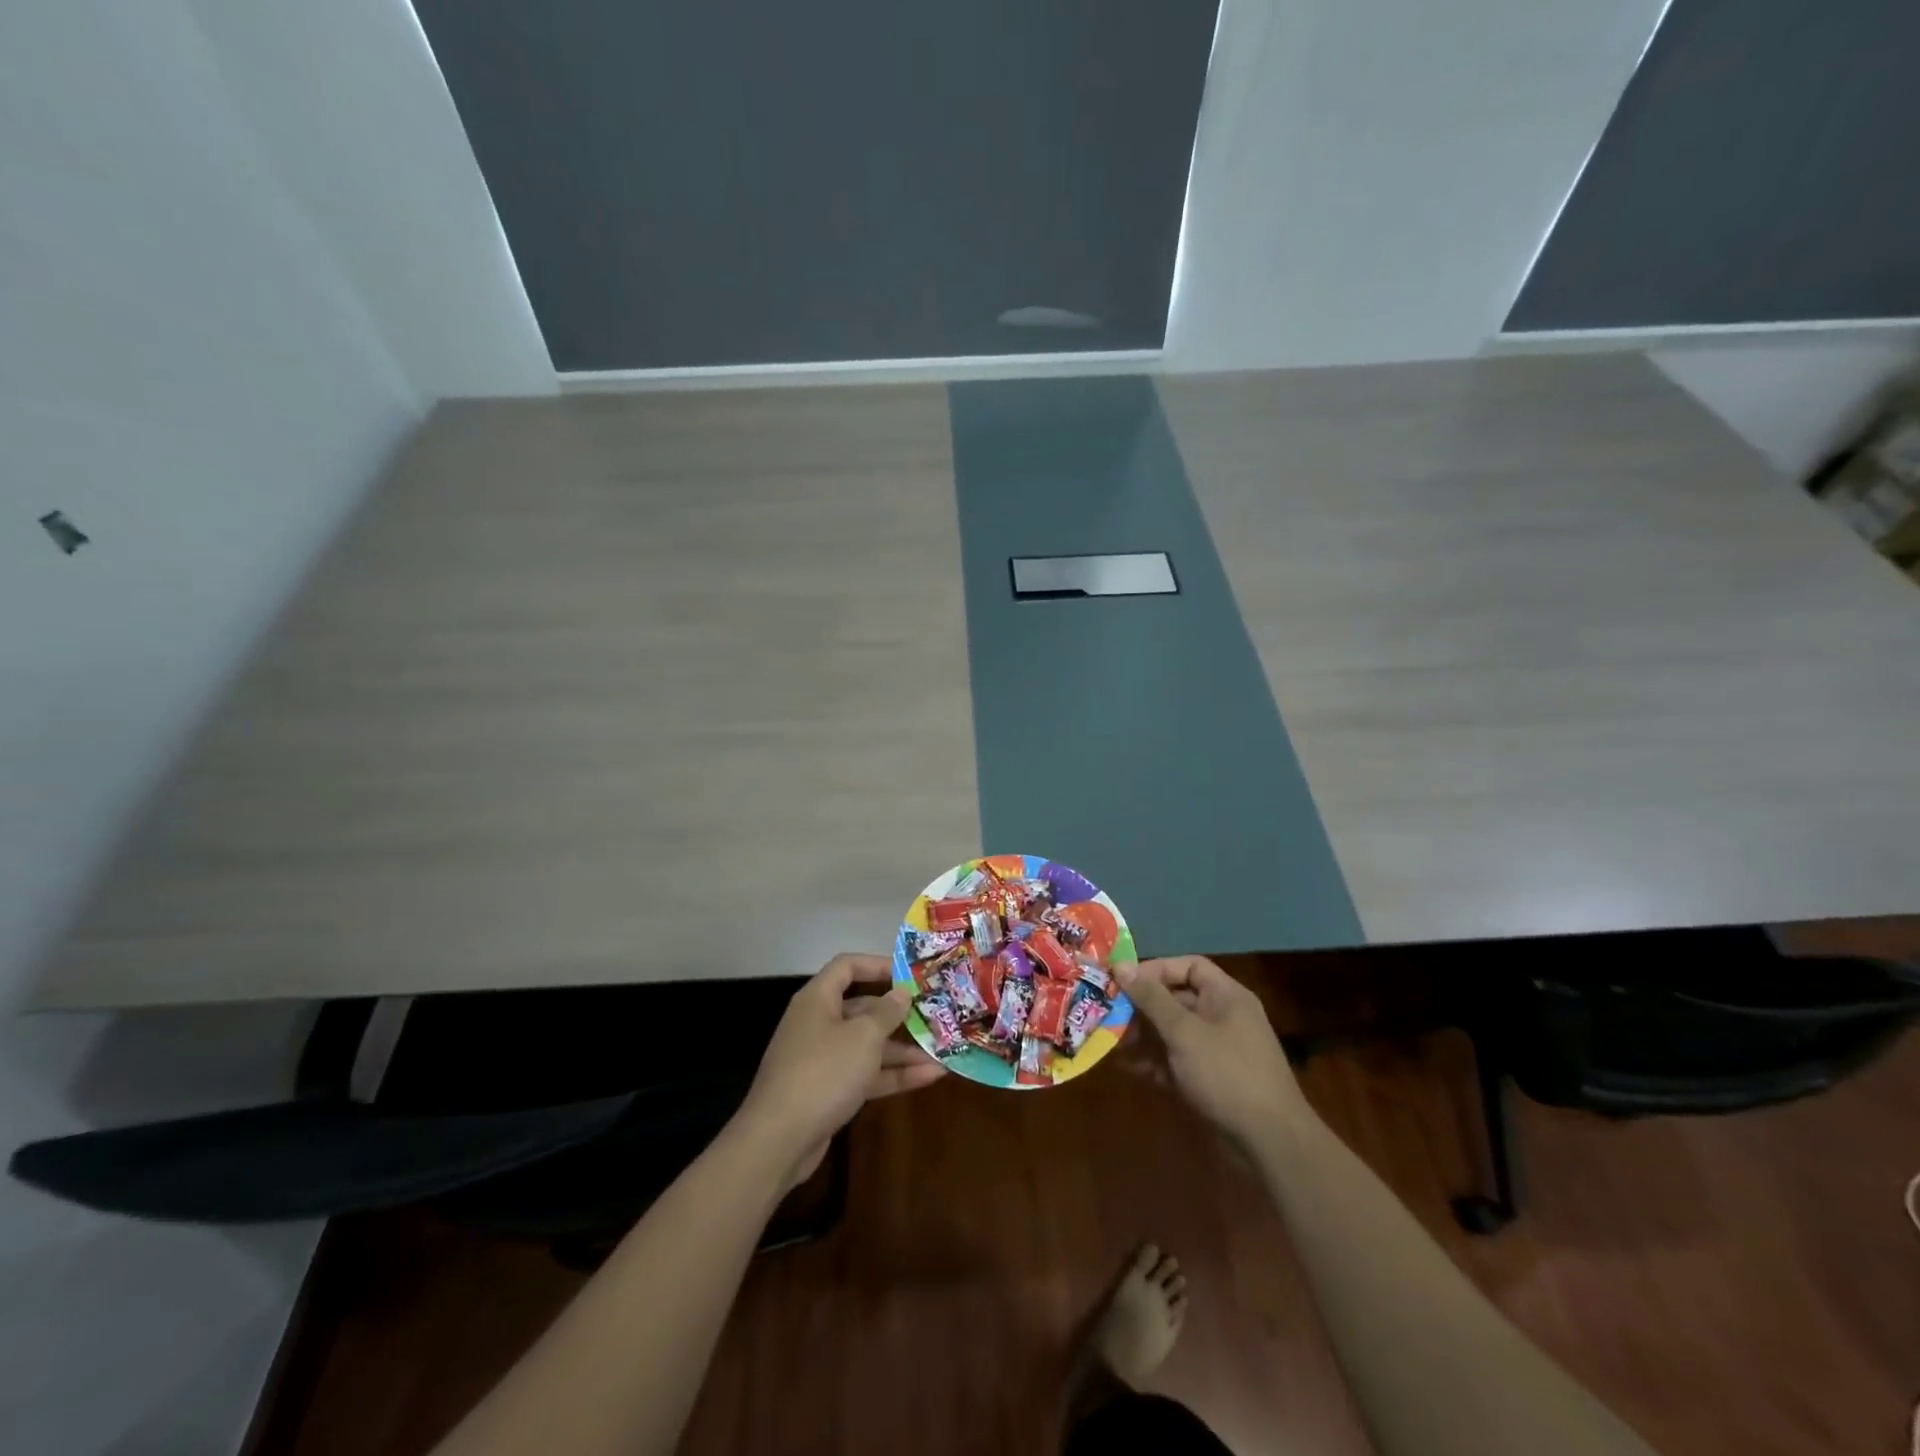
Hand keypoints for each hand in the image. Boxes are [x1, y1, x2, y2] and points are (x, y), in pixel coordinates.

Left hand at [733, 953, 944, 1187]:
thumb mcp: (863, 1037)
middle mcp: (818, 1023)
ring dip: (903, 1049)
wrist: (778, 1140)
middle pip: (862, 1008)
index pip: (847, 966)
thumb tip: (901, 992)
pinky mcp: (828, 1091)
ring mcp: (822, 1059)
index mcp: (818, 999)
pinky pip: (865, 1073)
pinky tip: (929, 1077)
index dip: (878, 964)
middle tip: (933, 1014)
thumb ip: (887, 1012)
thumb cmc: (823, 1072)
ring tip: (941, 1051)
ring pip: (867, 1045)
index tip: (910, 974)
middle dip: (898, 1014)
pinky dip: (893, 1074)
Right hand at [1116, 957, 1308, 1151]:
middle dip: (1142, 1007)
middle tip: (1111, 1015)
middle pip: (1176, 999)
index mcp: (1226, 996)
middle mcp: (1223, 1016)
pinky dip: (1156, 1061)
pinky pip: (1178, 1059)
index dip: (1155, 970)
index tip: (1124, 982)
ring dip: (1144, 1035)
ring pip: (1174, 1031)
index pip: (1188, 966)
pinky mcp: (1212, 1078)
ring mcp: (1218, 1049)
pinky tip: (1130, 1068)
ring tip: (1114, 1044)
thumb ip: (1152, 998)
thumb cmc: (1227, 1074)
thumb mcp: (1184, 1032)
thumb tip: (1121, 965)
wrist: (1271, 1142)